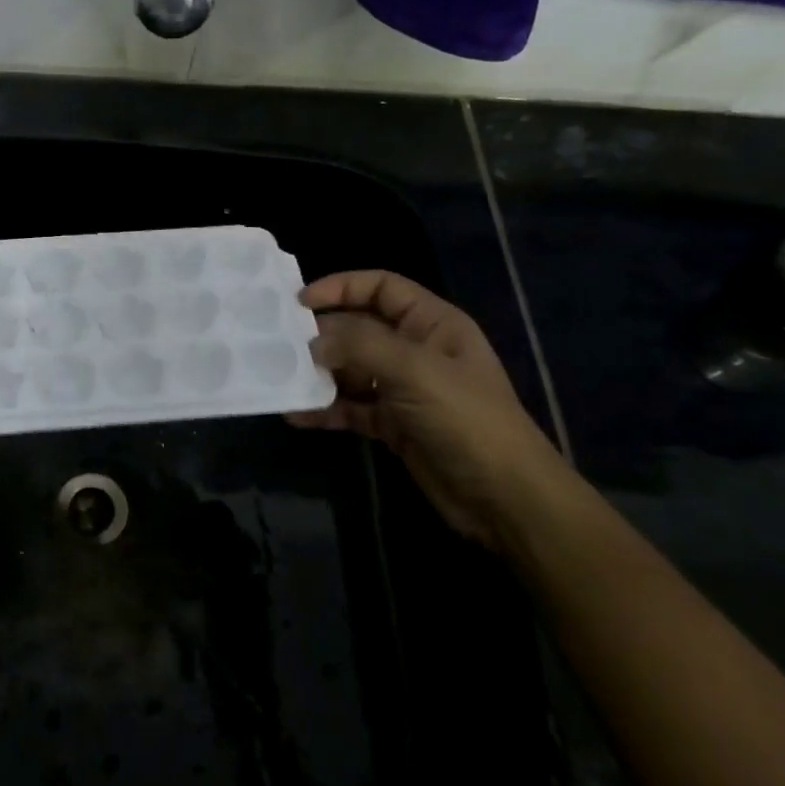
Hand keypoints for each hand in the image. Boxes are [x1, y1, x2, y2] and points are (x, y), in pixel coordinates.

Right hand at [289, 271, 565, 550]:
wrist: (504, 498)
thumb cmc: (466, 420)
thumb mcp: (415, 371)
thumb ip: (360, 346)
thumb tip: (312, 342)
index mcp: (432, 324)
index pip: (381, 288)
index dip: (341, 287)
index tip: (299, 302)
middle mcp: (416, 351)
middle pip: (359, 329)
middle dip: (322, 336)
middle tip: (280, 346)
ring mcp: (404, 390)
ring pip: (351, 370)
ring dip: (319, 375)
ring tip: (282, 379)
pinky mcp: (393, 425)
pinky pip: (351, 408)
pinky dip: (326, 410)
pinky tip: (297, 415)